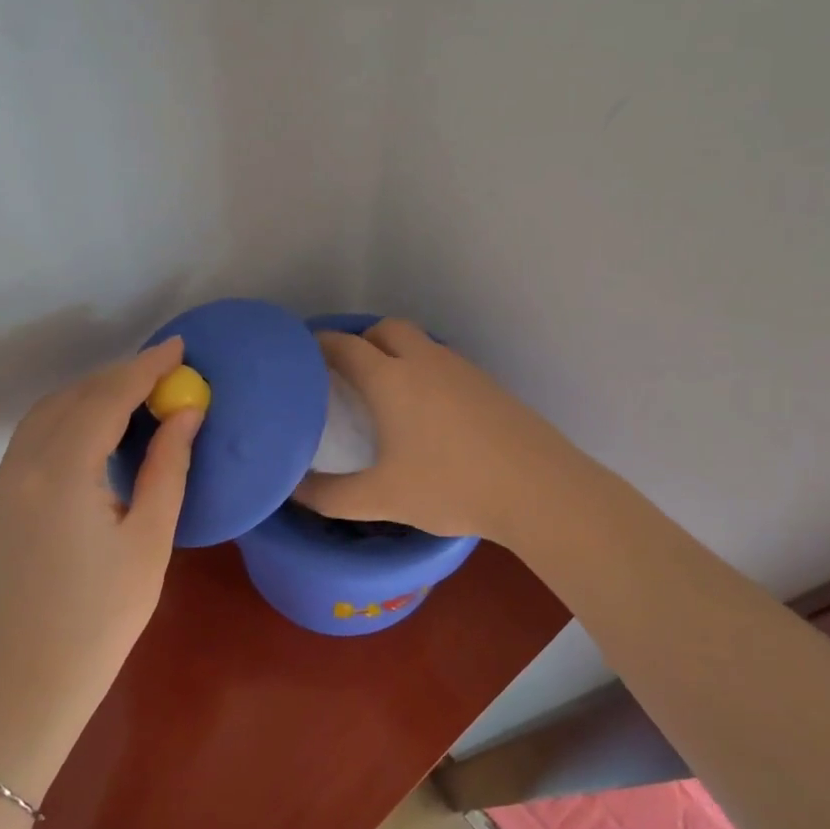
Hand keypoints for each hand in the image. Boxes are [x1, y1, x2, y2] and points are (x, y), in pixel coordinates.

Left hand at [0, 338, 201, 765]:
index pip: (106, 399)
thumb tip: (186, 413)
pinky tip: (97, 427)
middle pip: (74, 397)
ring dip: (92, 392)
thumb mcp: (150, 539)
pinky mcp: (0, 499)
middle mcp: (23, 466)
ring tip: (137, 393)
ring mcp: (5, 482)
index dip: (144, 368)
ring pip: (48, 412)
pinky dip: (69, 415)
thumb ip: (166, 467)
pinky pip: (34, 435)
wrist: (30, 679)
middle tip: (165, 371)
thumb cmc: (104, 615)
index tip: (178, 348)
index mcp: (62, 474)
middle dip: (120, 375)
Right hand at [292, 319, 576, 544]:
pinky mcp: (488, 383)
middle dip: (361, 341)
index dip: (318, 346)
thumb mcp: (381, 499)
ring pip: (420, 343)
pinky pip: (444, 362)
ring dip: (396, 353)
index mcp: (390, 379)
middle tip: (346, 375)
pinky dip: (425, 371)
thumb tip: (292, 490)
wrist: (537, 488)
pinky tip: (428, 411)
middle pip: (385, 329)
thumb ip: (329, 496)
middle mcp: (424, 361)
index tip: (302, 358)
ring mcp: (461, 369)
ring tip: (385, 392)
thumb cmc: (450, 487)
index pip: (344, 346)